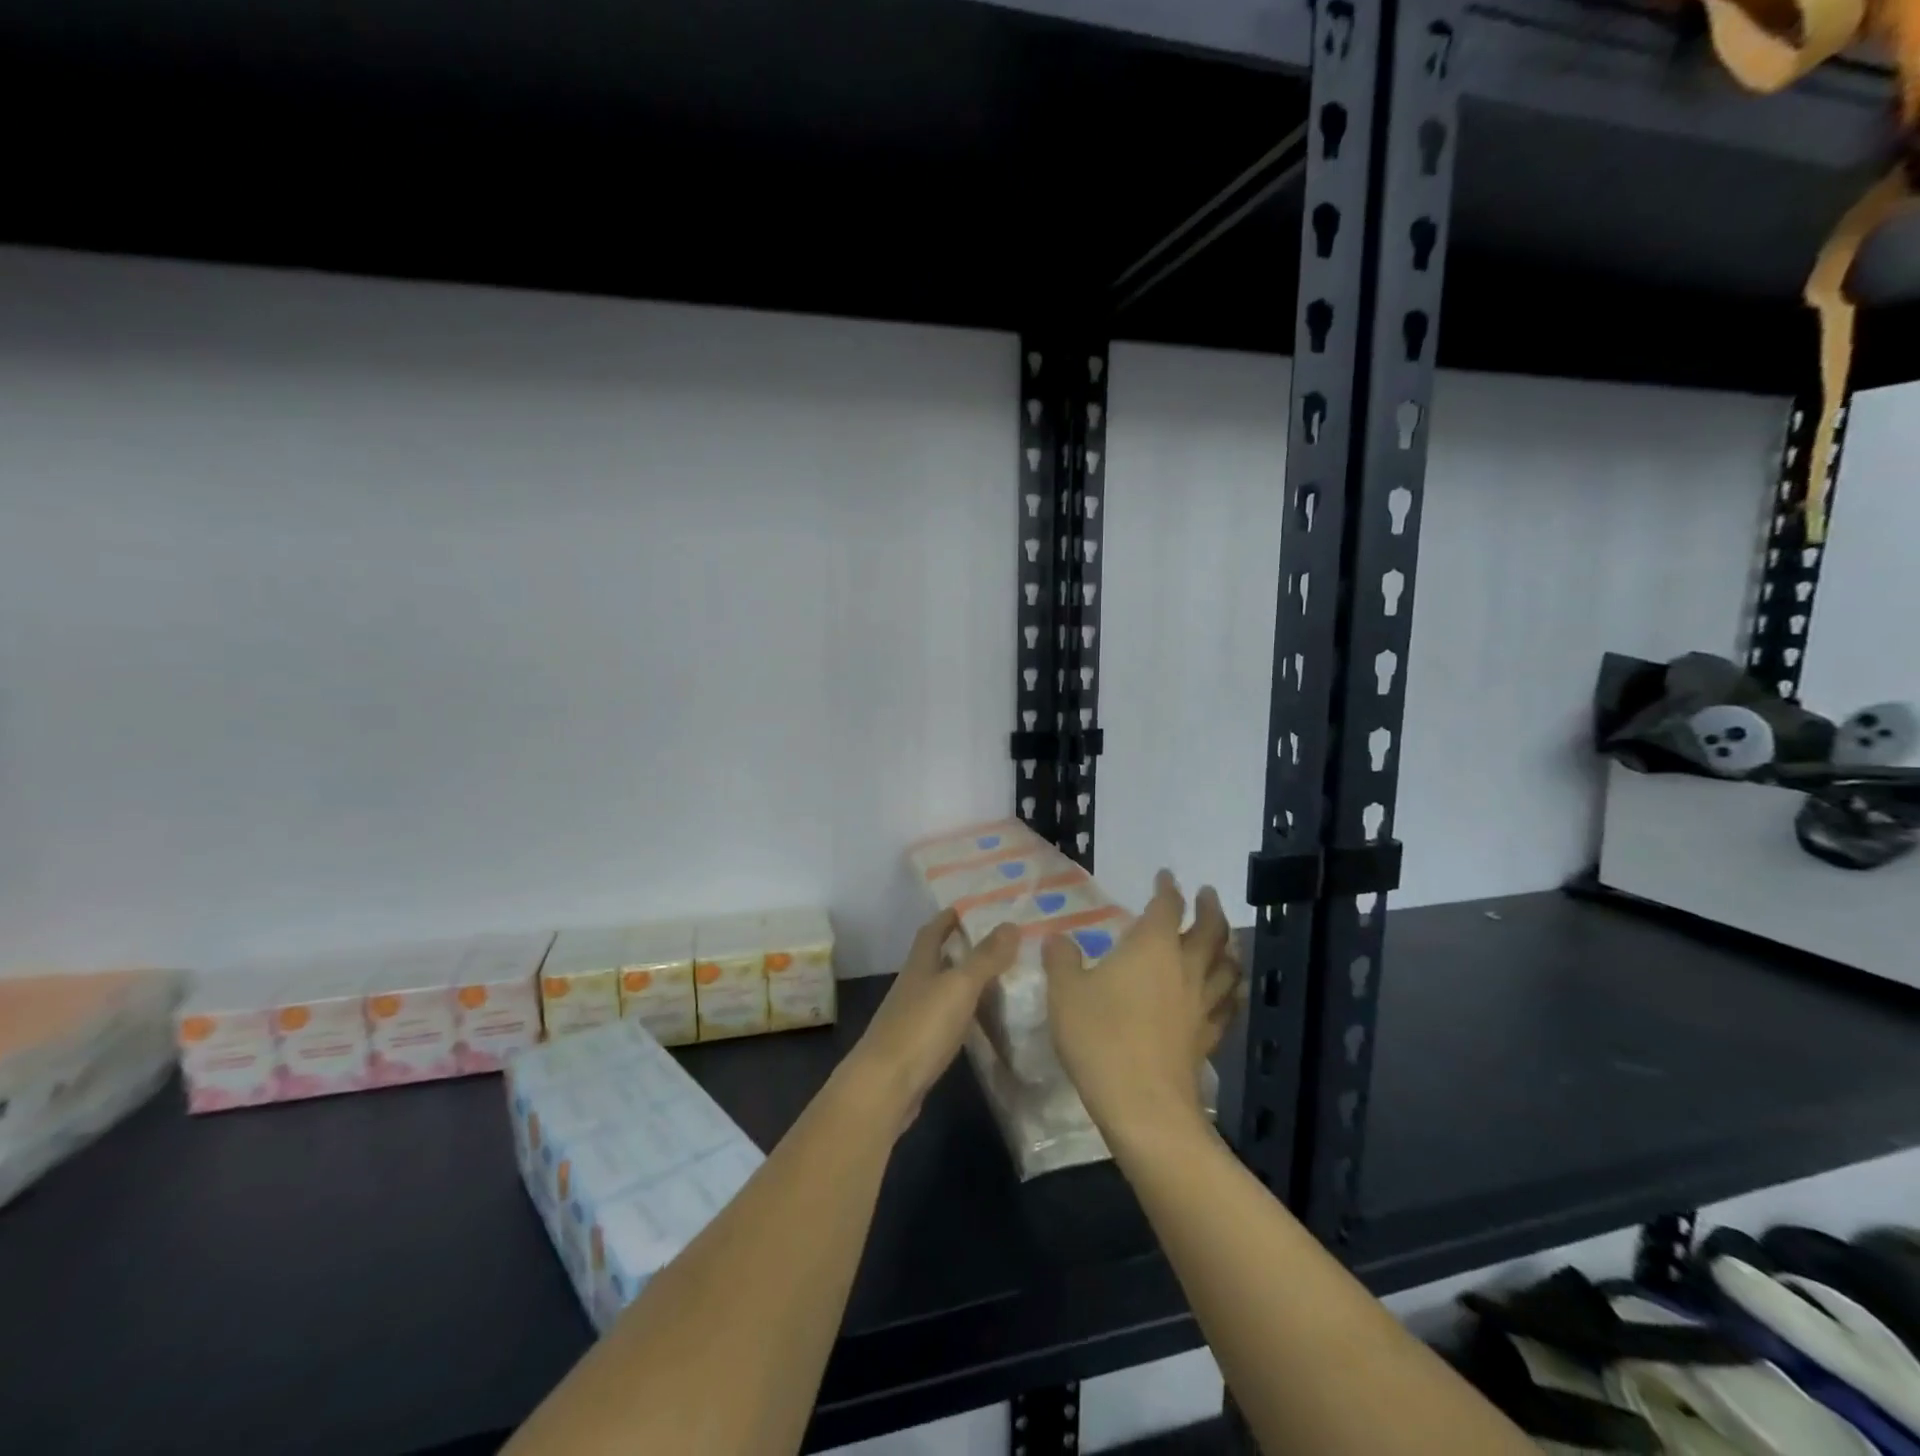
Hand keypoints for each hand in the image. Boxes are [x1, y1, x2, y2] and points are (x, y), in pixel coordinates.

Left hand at [842, 909, 1017, 1130]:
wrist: (885, 1086)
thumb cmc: (921, 1027)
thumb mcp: (959, 986)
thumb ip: (985, 957)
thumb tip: (1010, 924)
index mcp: (919, 965)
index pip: (932, 931)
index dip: (948, 918)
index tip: (969, 907)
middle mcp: (913, 986)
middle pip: (935, 959)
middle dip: (959, 948)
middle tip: (995, 942)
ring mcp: (912, 1018)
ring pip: (940, 990)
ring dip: (962, 982)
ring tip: (996, 978)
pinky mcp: (917, 1048)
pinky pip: (942, 1020)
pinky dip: (961, 1014)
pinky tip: (978, 1021)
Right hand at [1043, 870, 1240, 1139]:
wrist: (1142, 1104)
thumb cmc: (1100, 1037)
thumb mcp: (1065, 993)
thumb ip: (1062, 960)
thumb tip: (1058, 938)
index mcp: (1152, 947)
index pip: (1167, 906)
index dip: (1168, 889)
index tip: (1166, 876)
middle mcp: (1184, 967)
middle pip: (1210, 930)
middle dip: (1209, 908)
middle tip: (1208, 894)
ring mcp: (1201, 1004)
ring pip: (1227, 966)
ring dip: (1228, 945)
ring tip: (1226, 938)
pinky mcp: (1207, 1037)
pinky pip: (1227, 1006)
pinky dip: (1232, 991)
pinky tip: (1230, 993)